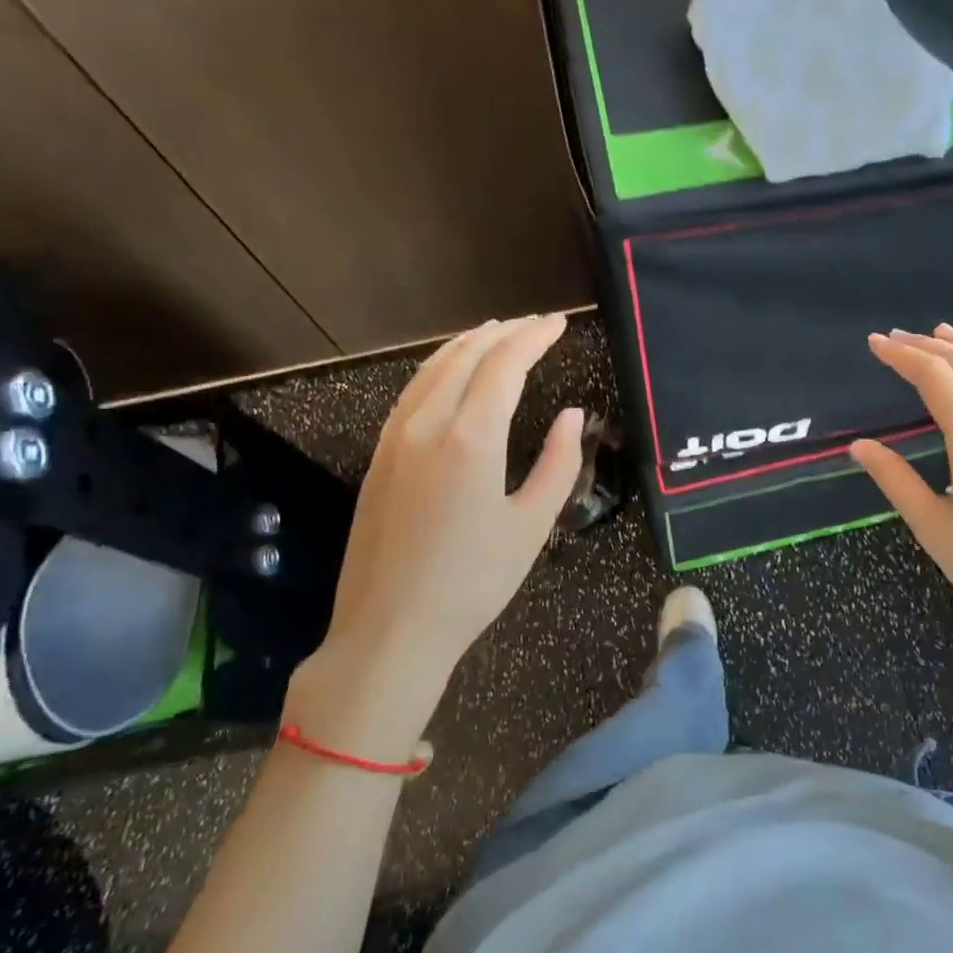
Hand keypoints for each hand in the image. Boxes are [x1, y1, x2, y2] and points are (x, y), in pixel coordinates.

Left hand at [285, 316, 584, 756]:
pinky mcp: (379, 457)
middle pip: (466, 357)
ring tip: (496, 333)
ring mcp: (395, 438)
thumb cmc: (473, 582)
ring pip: (431, 369)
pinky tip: (450, 373)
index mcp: (470, 439)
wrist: (390, 629)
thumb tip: (573, 415)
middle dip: (504, 333)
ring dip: (467, 344)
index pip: (503, 365)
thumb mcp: (532, 526)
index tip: (559, 323)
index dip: (533, 338)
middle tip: (535, 324)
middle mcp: (427, 425)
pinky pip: (412, 392)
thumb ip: (559, 464)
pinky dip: (438, 368)